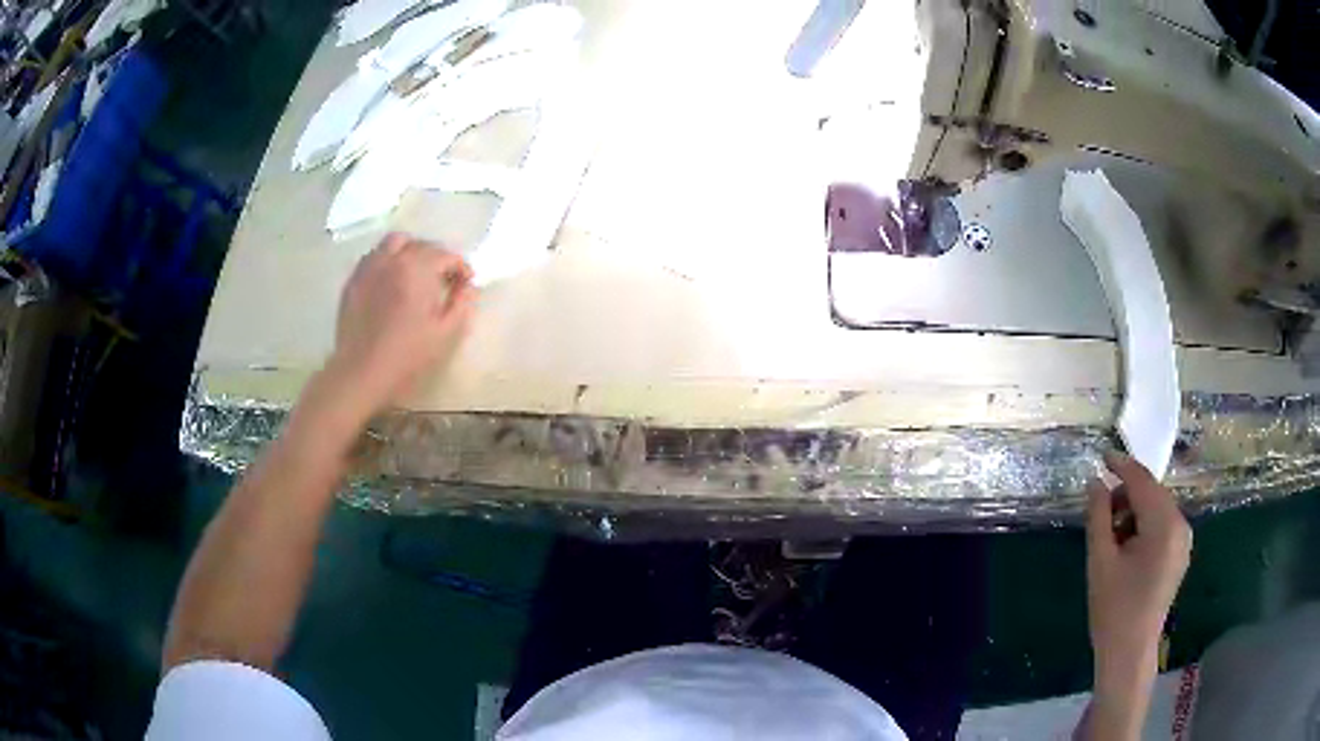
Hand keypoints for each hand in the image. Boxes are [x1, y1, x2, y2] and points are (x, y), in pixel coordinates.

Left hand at [328, 233, 475, 414]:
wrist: (361, 372)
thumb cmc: (407, 356)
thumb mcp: (444, 334)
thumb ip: (462, 304)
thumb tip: (469, 287)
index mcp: (417, 269)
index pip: (446, 255)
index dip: (461, 267)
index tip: (466, 284)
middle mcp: (393, 259)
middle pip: (421, 245)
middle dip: (437, 257)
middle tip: (444, 279)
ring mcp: (370, 267)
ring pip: (395, 242)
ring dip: (411, 251)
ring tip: (416, 273)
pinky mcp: (354, 280)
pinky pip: (375, 256)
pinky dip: (388, 260)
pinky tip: (391, 281)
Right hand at [1085, 451, 1190, 696]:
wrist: (1130, 652)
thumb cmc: (1113, 609)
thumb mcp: (1100, 561)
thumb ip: (1098, 516)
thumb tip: (1095, 482)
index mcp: (1164, 525)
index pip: (1143, 481)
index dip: (1121, 465)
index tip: (1101, 456)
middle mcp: (1180, 524)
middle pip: (1151, 492)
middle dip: (1126, 496)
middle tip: (1100, 517)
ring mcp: (1184, 539)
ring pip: (1156, 507)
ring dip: (1134, 512)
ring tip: (1112, 540)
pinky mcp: (1180, 552)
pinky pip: (1162, 524)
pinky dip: (1144, 525)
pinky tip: (1128, 549)